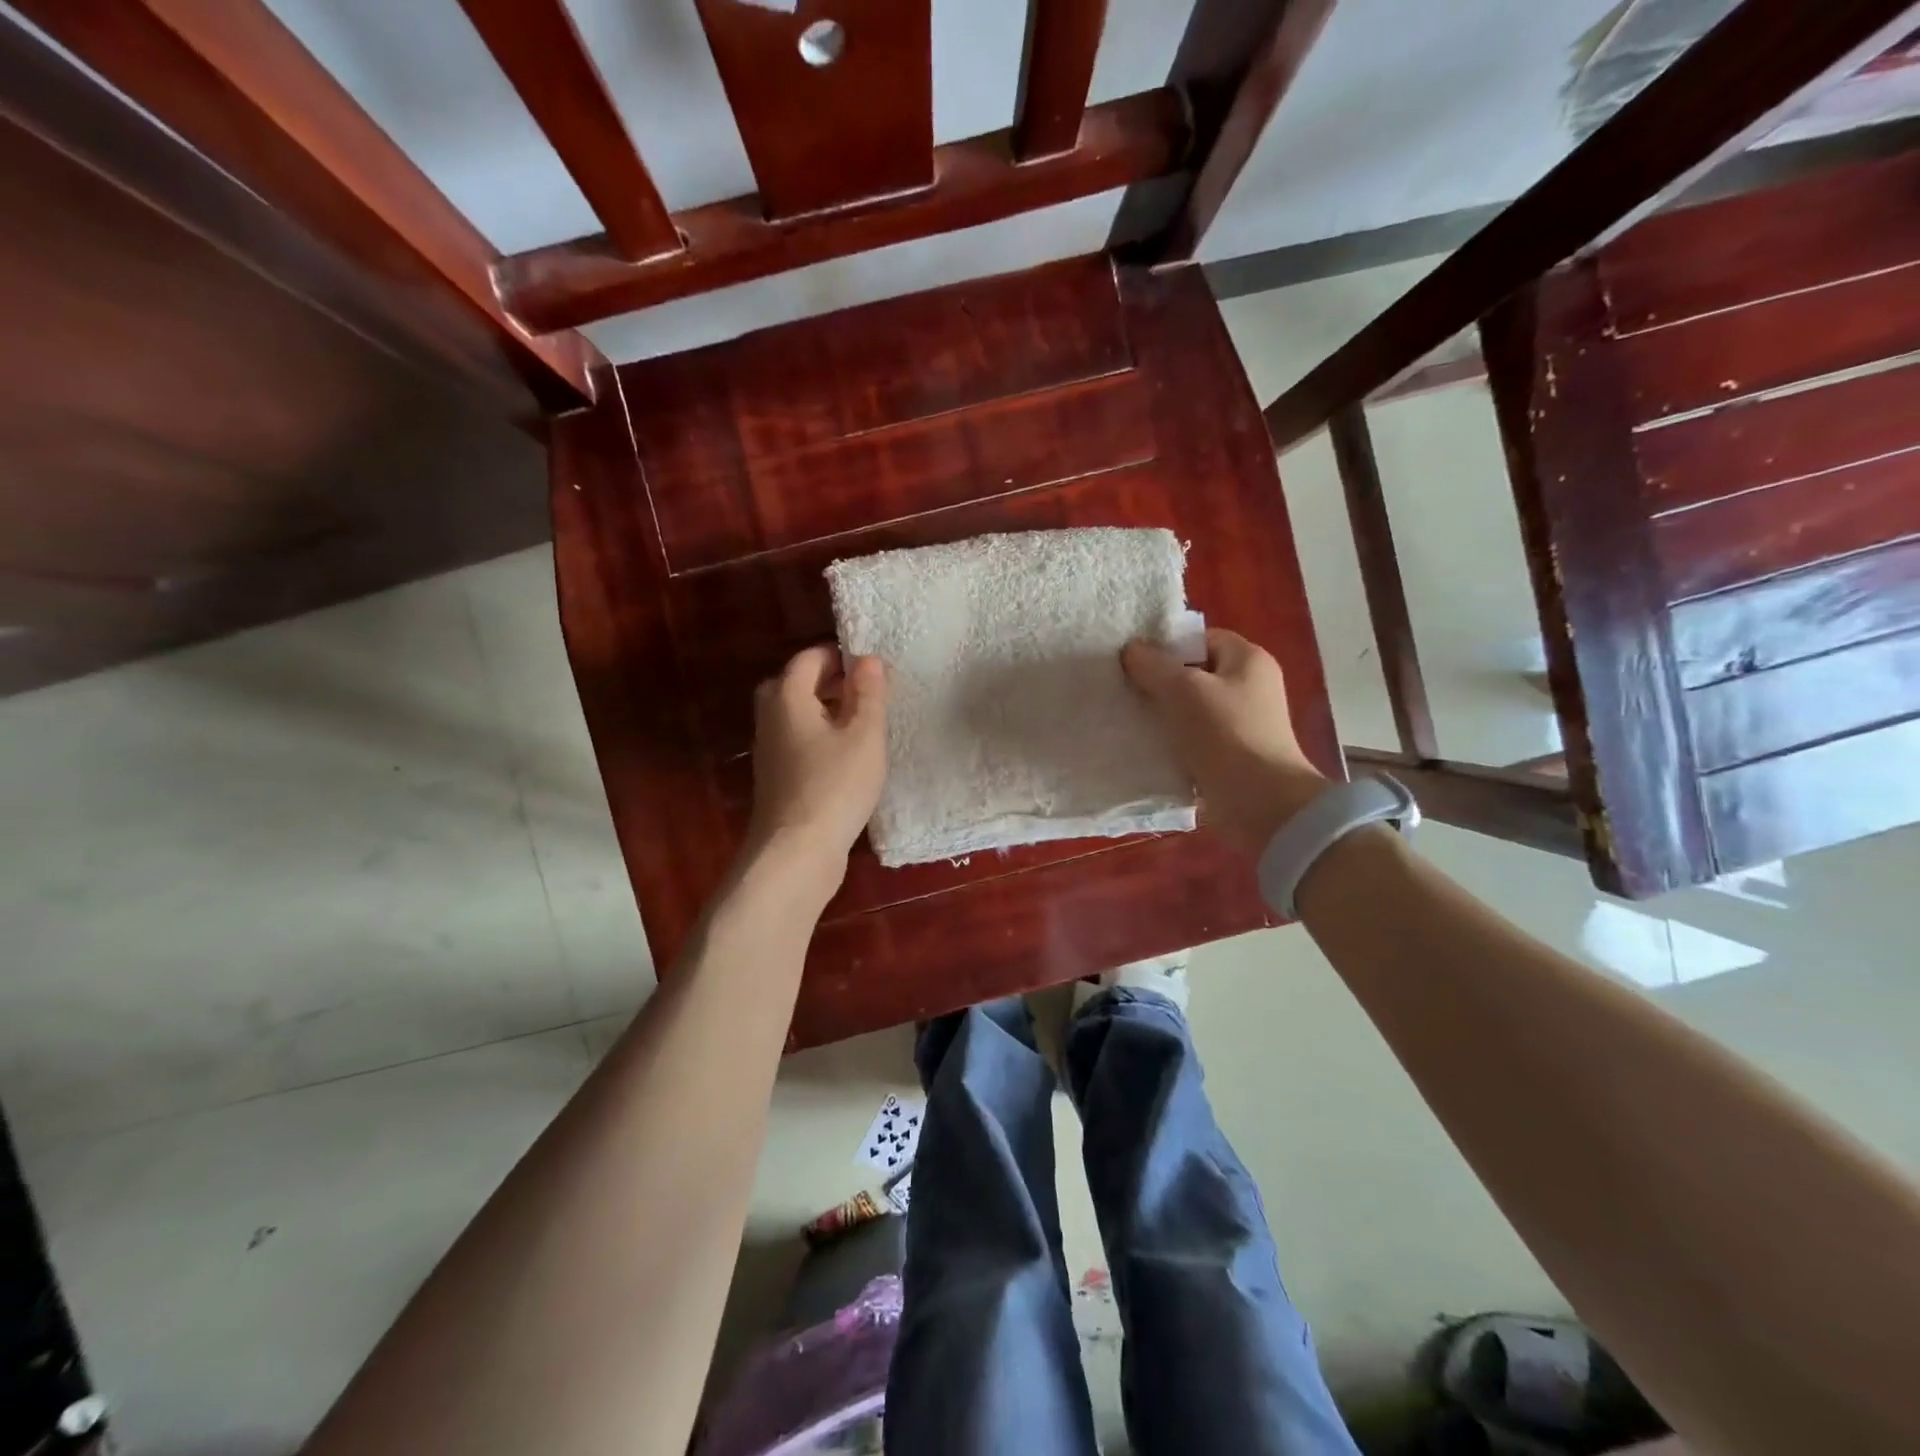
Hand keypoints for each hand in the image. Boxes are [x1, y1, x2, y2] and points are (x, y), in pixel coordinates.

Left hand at [747, 646, 888, 864]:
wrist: (796, 852)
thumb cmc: (835, 786)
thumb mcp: (864, 735)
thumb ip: (869, 693)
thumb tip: (868, 658)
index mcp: (787, 697)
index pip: (809, 658)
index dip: (840, 656)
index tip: (872, 668)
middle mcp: (770, 717)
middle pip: (795, 683)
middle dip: (829, 680)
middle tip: (865, 692)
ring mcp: (768, 749)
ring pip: (795, 714)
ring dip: (824, 710)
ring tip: (861, 723)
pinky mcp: (775, 777)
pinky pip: (796, 740)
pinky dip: (818, 736)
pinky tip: (845, 756)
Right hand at [1122, 628, 1325, 853]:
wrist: (1261, 803)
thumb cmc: (1227, 735)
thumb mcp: (1184, 691)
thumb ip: (1154, 666)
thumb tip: (1131, 649)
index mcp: (1249, 660)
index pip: (1202, 639)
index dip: (1169, 647)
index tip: (1136, 662)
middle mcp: (1250, 686)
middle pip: (1195, 674)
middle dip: (1160, 682)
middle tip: (1126, 690)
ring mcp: (1242, 722)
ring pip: (1191, 708)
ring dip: (1163, 715)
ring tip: (1130, 719)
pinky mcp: (1231, 753)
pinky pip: (1194, 738)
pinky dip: (1173, 741)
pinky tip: (1146, 746)